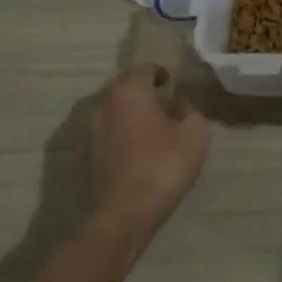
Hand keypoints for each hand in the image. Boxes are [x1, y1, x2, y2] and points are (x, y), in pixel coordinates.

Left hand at [88, 64, 209, 232]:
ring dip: (132, 114)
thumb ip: (190, 111)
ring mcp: (92, 130)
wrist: (126, 212)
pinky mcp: (88, 154)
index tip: (171, 83)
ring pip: (115, 111)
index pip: (144, 69)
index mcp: (130, 91)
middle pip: (126, 88)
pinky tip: (139, 149)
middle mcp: (105, 104)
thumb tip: (181, 104)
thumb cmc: (164, 165)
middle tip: (165, 104)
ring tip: (153, 128)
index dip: (159, 73)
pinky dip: (123, 134)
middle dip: (144, 92)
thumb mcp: (194, 135)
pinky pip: (109, 133)